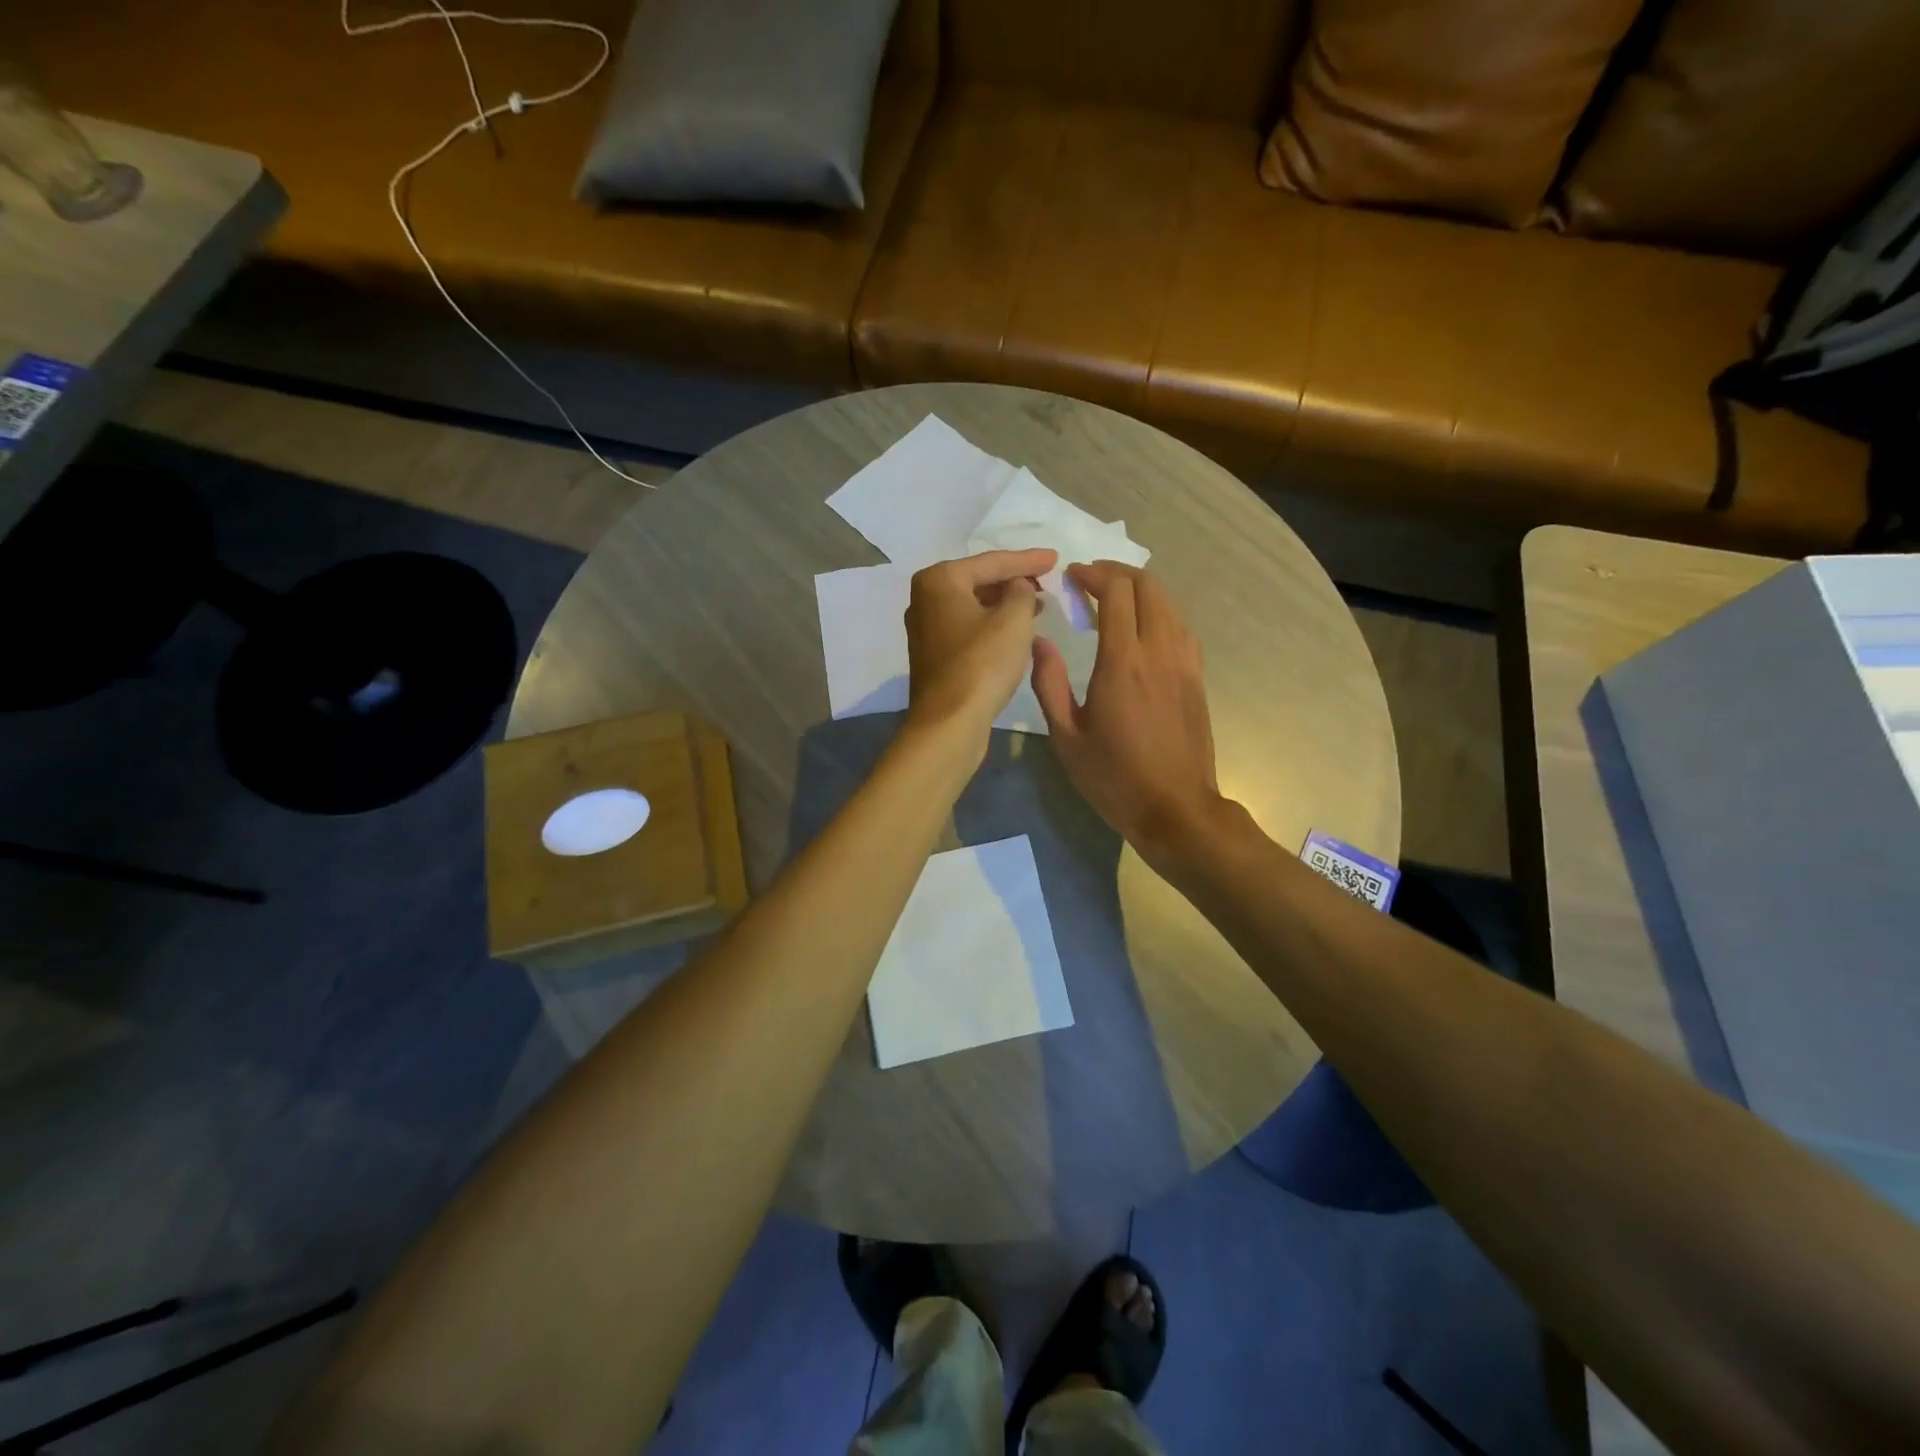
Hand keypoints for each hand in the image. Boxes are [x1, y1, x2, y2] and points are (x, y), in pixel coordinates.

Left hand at [904, 549, 1053, 746]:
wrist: (950, 722)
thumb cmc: (982, 664)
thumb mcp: (1014, 620)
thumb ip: (1022, 591)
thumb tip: (1018, 587)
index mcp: (939, 580)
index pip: (992, 562)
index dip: (1028, 560)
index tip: (1056, 558)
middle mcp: (924, 599)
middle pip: (979, 581)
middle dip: (1014, 581)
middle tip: (1047, 582)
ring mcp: (926, 629)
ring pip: (974, 606)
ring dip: (1005, 605)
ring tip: (1038, 604)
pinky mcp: (934, 655)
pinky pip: (969, 628)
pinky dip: (992, 625)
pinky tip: (1015, 631)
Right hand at [1030, 562, 1223, 859]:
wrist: (1175, 809)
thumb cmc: (1113, 778)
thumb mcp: (1066, 737)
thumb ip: (1049, 684)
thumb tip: (1038, 642)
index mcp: (1122, 663)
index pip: (1116, 592)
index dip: (1093, 574)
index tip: (1072, 576)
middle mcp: (1159, 652)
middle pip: (1148, 586)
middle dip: (1117, 572)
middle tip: (1090, 580)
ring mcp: (1184, 663)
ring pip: (1170, 603)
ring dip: (1141, 589)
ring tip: (1114, 598)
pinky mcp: (1197, 678)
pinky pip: (1181, 627)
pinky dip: (1160, 612)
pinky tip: (1144, 628)